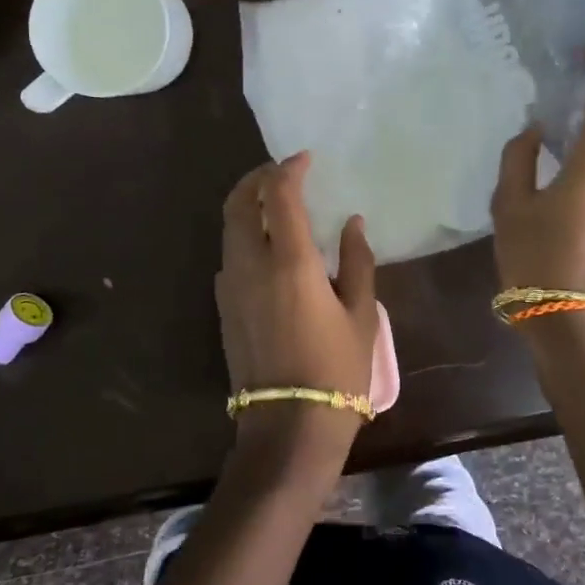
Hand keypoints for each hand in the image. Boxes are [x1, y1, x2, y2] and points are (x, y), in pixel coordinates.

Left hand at [216, 152, 377, 492]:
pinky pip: (228, 255)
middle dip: (256, 179)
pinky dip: (242, 234)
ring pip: (227, 229)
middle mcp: (251, 266)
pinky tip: (267, 245)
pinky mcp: (224, 308)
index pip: (278, 196)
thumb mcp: (361, 314)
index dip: (289, 169)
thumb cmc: (337, 370)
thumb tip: (352, 223)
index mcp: (289, 263)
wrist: (289, 426)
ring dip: (245, 205)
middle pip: (237, 204)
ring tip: (274, 203)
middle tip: (280, 171)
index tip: (304, 158)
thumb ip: (357, 261)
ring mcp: (231, 288)